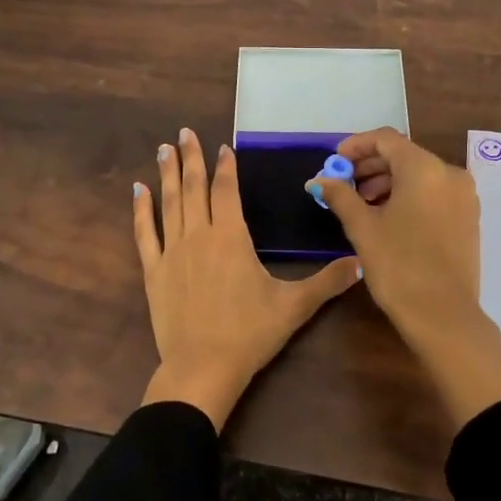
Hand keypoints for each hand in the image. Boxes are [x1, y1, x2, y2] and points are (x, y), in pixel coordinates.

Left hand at [135, 128, 359, 429]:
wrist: (203, 367)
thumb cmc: (250, 333)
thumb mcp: (294, 306)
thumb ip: (327, 282)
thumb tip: (361, 264)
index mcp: (231, 236)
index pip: (227, 190)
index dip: (225, 166)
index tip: (222, 146)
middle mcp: (199, 234)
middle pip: (194, 187)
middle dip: (191, 157)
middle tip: (184, 132)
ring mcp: (172, 251)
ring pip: (170, 202)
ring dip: (167, 173)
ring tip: (164, 148)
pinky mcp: (154, 271)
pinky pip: (145, 233)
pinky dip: (141, 210)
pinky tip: (138, 190)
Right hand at [312, 128, 500, 427]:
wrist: (444, 316)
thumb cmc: (398, 265)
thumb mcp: (362, 228)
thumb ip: (340, 195)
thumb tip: (319, 180)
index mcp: (424, 168)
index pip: (385, 139)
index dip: (356, 146)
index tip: (334, 161)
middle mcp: (449, 174)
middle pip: (404, 155)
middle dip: (370, 166)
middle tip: (343, 184)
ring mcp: (464, 196)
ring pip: (419, 175)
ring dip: (388, 182)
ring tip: (361, 204)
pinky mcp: (468, 218)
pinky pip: (434, 193)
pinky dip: (409, 196)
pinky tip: (388, 218)